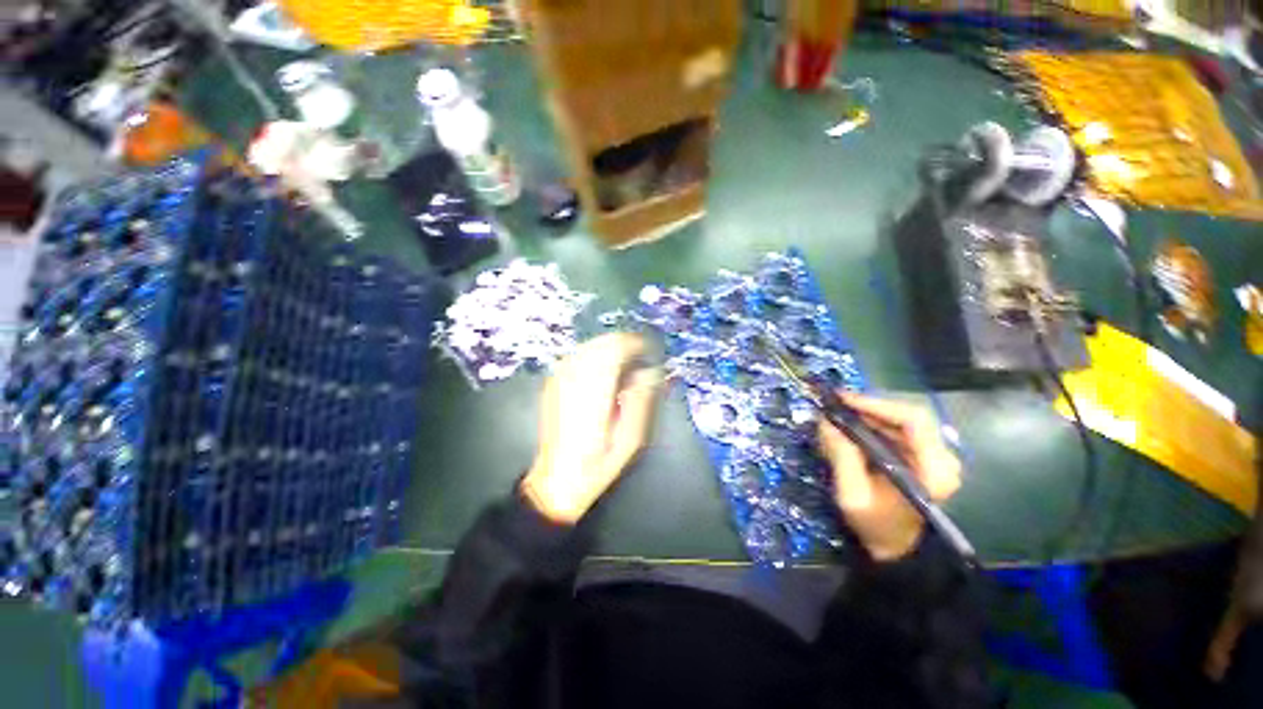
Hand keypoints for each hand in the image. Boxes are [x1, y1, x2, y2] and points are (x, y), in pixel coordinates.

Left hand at [522, 333, 662, 523]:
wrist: (559, 477)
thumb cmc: (600, 461)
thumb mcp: (632, 436)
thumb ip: (642, 398)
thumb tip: (649, 371)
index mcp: (595, 389)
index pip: (617, 348)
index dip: (637, 344)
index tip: (651, 352)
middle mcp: (574, 377)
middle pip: (603, 342)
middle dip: (626, 344)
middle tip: (641, 358)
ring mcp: (560, 378)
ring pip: (590, 345)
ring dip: (611, 348)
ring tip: (625, 364)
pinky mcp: (553, 382)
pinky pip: (578, 355)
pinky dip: (596, 355)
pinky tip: (604, 371)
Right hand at [818, 394, 962, 560]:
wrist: (897, 549)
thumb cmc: (877, 526)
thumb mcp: (853, 495)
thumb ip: (842, 457)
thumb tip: (825, 422)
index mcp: (934, 469)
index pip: (912, 420)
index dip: (876, 404)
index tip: (843, 400)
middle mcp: (943, 458)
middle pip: (907, 416)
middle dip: (868, 407)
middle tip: (835, 404)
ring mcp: (935, 456)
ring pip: (901, 420)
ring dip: (868, 414)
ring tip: (838, 414)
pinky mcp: (924, 457)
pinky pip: (898, 430)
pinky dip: (872, 424)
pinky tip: (851, 427)